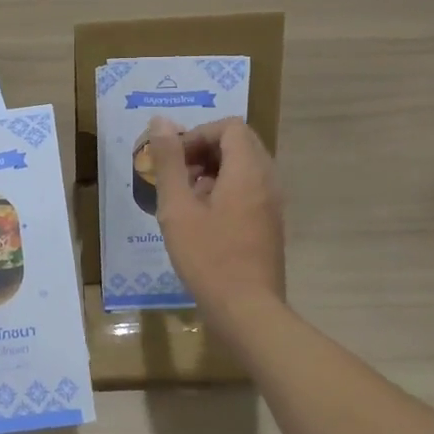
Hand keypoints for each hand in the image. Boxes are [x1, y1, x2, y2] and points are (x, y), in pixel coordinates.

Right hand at [147, 117, 285, 321]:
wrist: (248, 311)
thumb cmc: (209, 258)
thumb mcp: (178, 209)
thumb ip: (169, 162)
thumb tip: (161, 122)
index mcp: (248, 171)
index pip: (229, 127)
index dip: (198, 134)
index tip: (174, 159)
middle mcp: (267, 180)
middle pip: (239, 143)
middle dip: (204, 150)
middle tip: (177, 175)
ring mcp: (272, 203)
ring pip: (244, 167)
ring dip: (213, 171)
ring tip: (186, 197)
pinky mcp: (270, 223)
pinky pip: (249, 188)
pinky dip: (225, 189)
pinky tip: (202, 218)